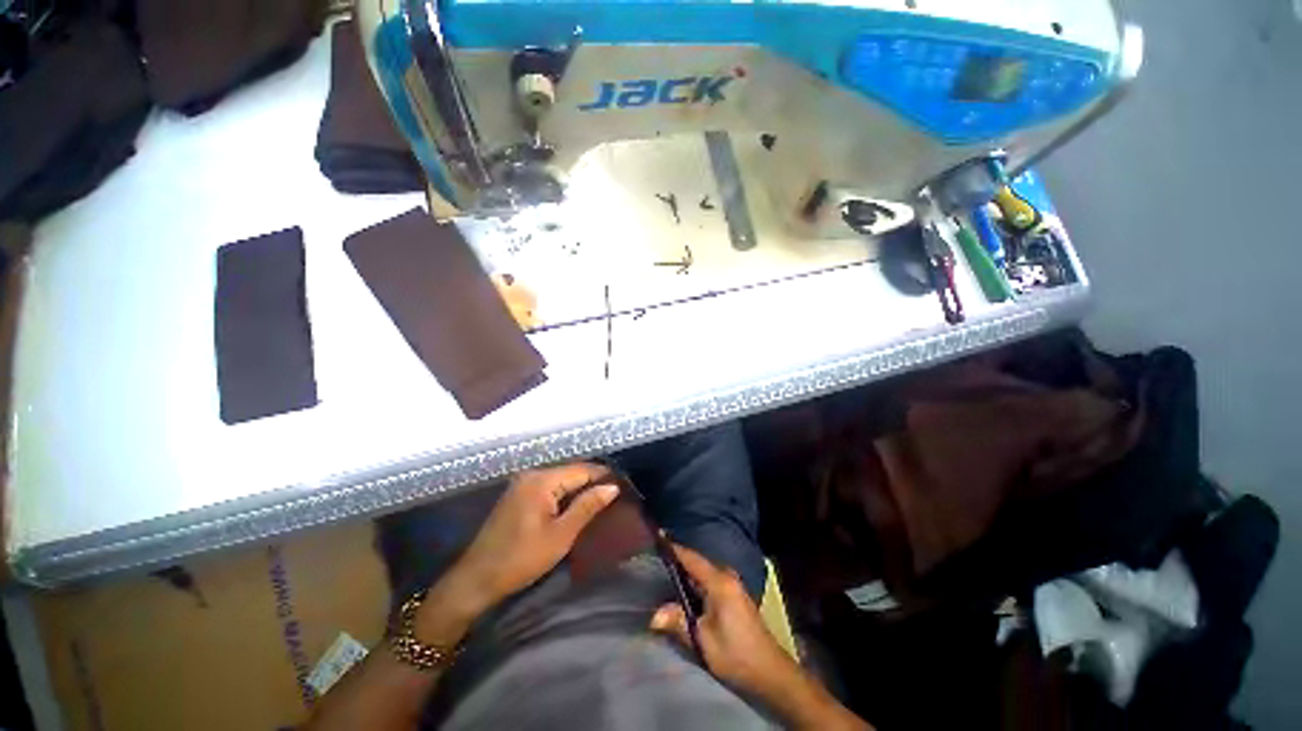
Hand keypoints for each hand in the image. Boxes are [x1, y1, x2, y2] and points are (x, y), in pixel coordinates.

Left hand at [447, 463, 618, 611]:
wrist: (476, 579)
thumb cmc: (521, 559)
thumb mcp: (561, 535)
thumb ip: (587, 506)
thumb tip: (613, 487)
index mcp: (542, 480)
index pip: (582, 469)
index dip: (604, 476)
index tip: (624, 486)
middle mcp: (532, 474)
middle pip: (571, 471)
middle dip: (593, 481)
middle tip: (615, 494)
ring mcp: (523, 483)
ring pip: (561, 479)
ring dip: (580, 488)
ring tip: (602, 499)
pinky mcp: (518, 494)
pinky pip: (549, 486)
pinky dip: (565, 494)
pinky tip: (577, 504)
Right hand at [649, 543, 800, 698]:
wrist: (770, 672)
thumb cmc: (736, 654)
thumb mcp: (703, 641)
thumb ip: (678, 622)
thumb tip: (653, 615)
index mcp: (719, 582)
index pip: (691, 558)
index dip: (673, 548)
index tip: (657, 537)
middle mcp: (726, 576)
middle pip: (697, 562)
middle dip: (677, 559)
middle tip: (655, 558)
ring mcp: (732, 584)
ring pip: (703, 570)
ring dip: (686, 570)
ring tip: (665, 570)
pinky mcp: (734, 594)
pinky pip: (709, 578)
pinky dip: (695, 579)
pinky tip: (684, 587)